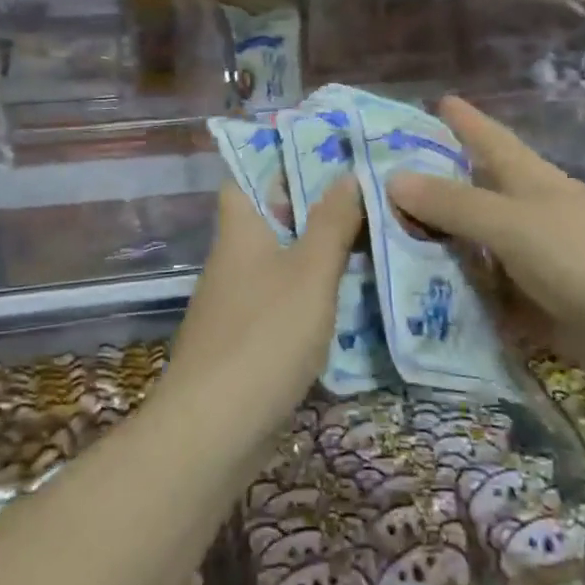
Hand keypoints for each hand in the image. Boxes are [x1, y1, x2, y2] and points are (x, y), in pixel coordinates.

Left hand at [165, 178, 362, 431]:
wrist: (213, 429)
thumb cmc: (264, 336)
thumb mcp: (310, 273)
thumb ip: (331, 223)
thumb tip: (349, 174)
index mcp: (240, 230)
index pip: (246, 177)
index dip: (280, 161)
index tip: (328, 155)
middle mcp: (232, 259)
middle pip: (271, 219)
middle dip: (314, 208)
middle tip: (368, 198)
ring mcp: (236, 302)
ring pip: (281, 262)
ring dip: (318, 253)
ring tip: (371, 241)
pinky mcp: (245, 341)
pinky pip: (282, 301)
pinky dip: (311, 295)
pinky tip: (348, 300)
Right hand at [387, 96, 584, 399]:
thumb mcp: (514, 224)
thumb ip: (455, 204)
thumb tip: (393, 178)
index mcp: (527, 182)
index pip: (486, 138)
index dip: (459, 119)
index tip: (429, 102)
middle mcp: (527, 217)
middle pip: (470, 196)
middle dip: (428, 190)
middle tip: (370, 190)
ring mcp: (533, 266)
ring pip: (473, 251)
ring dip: (434, 252)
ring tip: (377, 251)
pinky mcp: (539, 311)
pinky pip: (486, 301)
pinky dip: (458, 302)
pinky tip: (418, 309)